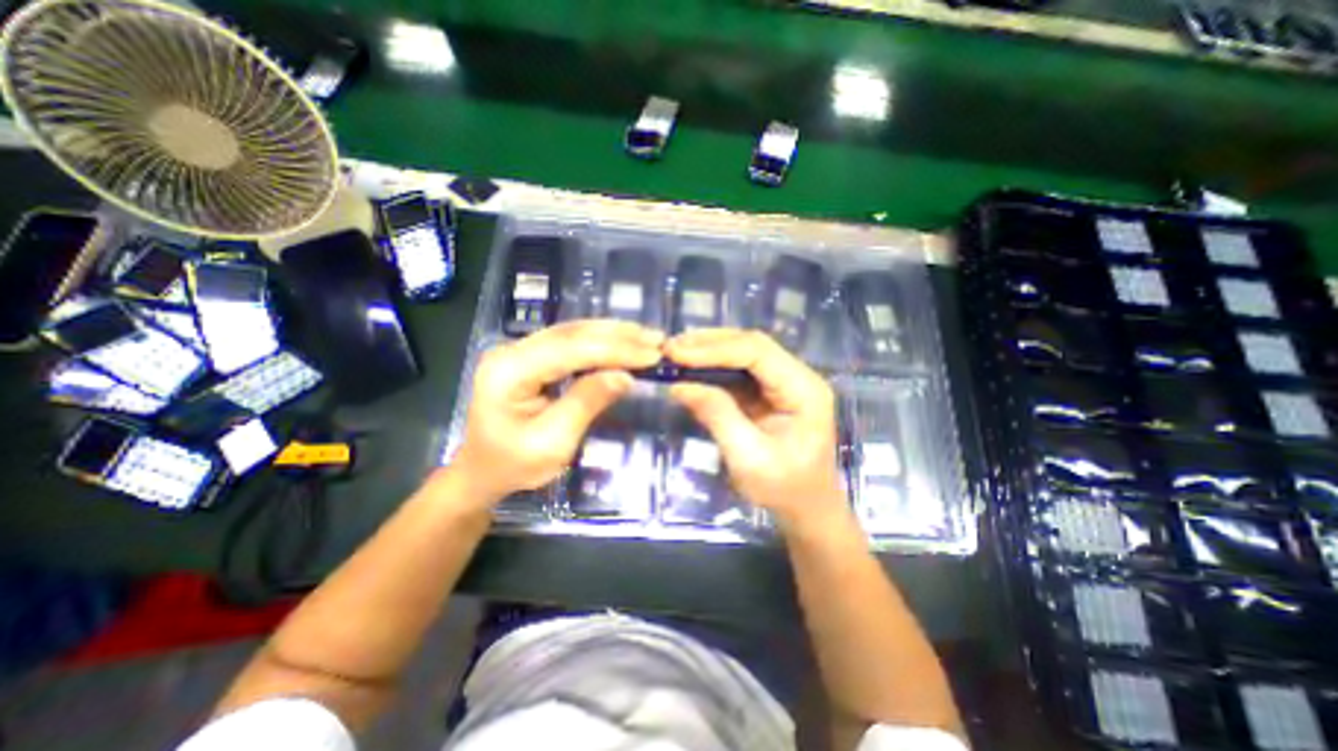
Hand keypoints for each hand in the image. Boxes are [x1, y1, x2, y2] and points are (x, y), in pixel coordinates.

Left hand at [448, 320, 664, 503]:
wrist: (481, 472)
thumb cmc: (513, 465)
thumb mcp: (553, 442)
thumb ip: (586, 402)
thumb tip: (625, 376)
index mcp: (509, 371)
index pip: (570, 349)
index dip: (615, 349)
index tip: (652, 354)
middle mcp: (511, 350)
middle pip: (572, 333)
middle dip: (618, 336)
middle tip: (657, 339)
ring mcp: (519, 350)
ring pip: (573, 332)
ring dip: (613, 333)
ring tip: (646, 336)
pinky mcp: (530, 356)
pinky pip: (570, 341)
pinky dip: (600, 341)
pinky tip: (622, 341)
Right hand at [666, 326, 844, 529]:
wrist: (806, 507)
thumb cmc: (783, 488)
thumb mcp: (748, 458)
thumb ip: (717, 416)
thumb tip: (679, 386)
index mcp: (804, 390)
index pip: (758, 352)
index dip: (715, 349)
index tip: (677, 354)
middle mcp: (797, 376)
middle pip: (752, 344)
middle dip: (710, 344)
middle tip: (671, 348)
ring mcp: (782, 381)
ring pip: (744, 352)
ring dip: (709, 351)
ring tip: (676, 353)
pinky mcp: (768, 391)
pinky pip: (738, 370)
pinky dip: (712, 367)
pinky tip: (691, 367)